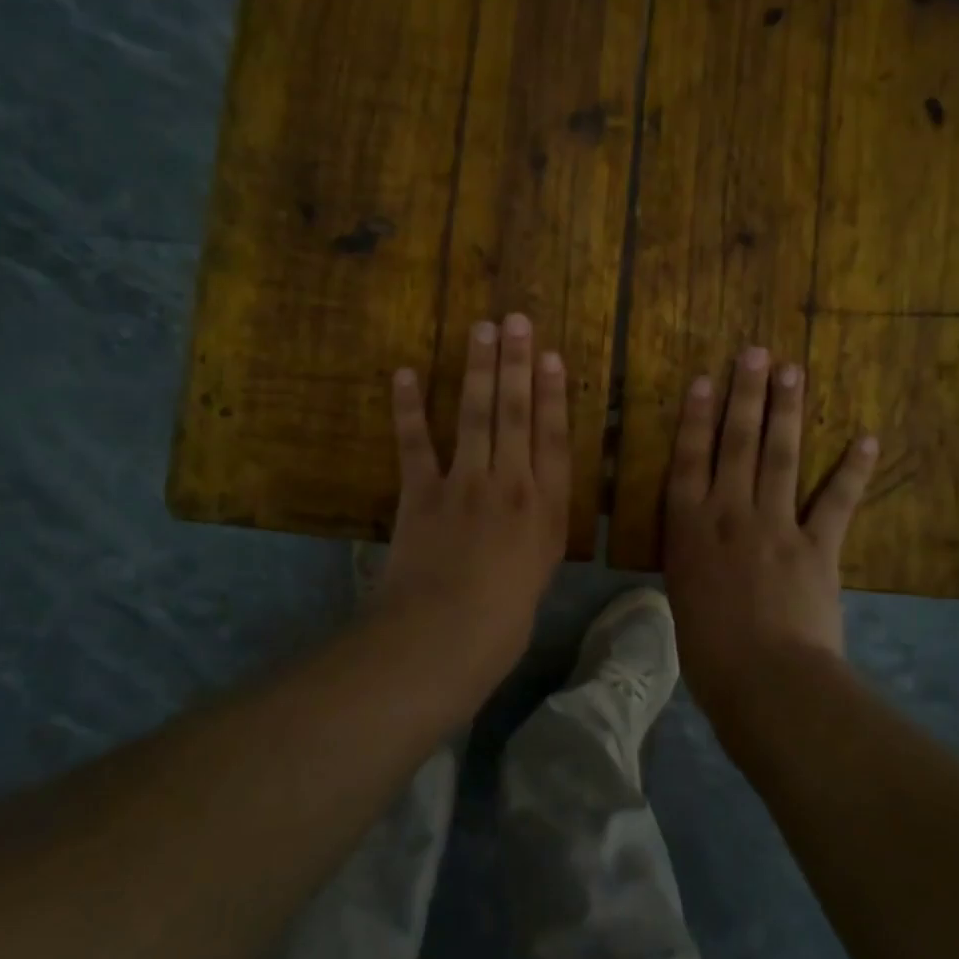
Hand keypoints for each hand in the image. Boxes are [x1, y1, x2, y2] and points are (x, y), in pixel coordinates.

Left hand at [373, 314, 569, 678]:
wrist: (443, 637)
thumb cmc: (503, 620)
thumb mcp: (540, 572)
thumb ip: (539, 528)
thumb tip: (533, 501)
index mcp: (546, 507)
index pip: (553, 437)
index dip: (552, 393)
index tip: (550, 356)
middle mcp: (511, 483)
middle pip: (516, 413)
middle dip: (516, 363)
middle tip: (515, 320)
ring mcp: (465, 483)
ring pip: (475, 415)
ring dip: (478, 369)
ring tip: (481, 330)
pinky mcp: (421, 493)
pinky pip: (415, 443)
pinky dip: (408, 408)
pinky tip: (405, 374)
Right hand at [663, 346, 877, 713]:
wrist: (765, 682)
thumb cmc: (708, 652)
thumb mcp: (682, 598)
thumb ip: (692, 559)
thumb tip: (699, 544)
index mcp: (690, 528)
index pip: (690, 460)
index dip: (696, 417)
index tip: (705, 380)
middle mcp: (730, 513)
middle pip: (736, 444)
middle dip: (745, 395)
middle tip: (754, 353)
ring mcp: (776, 525)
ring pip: (781, 457)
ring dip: (787, 411)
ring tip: (792, 371)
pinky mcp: (818, 546)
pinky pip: (837, 501)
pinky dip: (854, 469)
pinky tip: (866, 437)